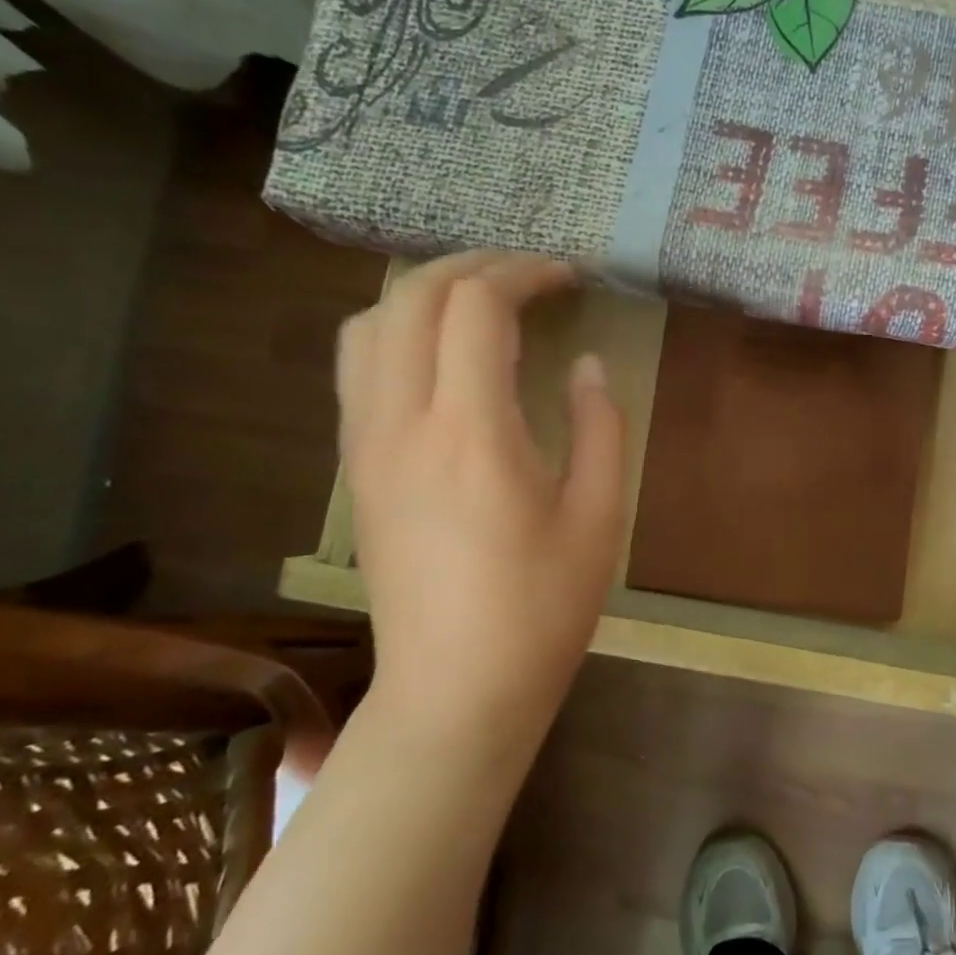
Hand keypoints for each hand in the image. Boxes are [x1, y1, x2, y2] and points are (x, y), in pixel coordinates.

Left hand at [337, 252, 624, 742]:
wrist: (456, 689)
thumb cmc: (543, 607)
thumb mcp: (599, 514)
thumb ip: (599, 425)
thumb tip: (586, 365)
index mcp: (471, 431)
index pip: (478, 307)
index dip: (526, 274)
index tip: (570, 277)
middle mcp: (402, 423)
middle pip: (412, 297)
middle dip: (474, 265)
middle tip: (531, 274)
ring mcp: (365, 445)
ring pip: (370, 325)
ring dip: (426, 293)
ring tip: (483, 302)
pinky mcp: (356, 469)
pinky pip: (359, 368)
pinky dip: (400, 331)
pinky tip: (444, 355)